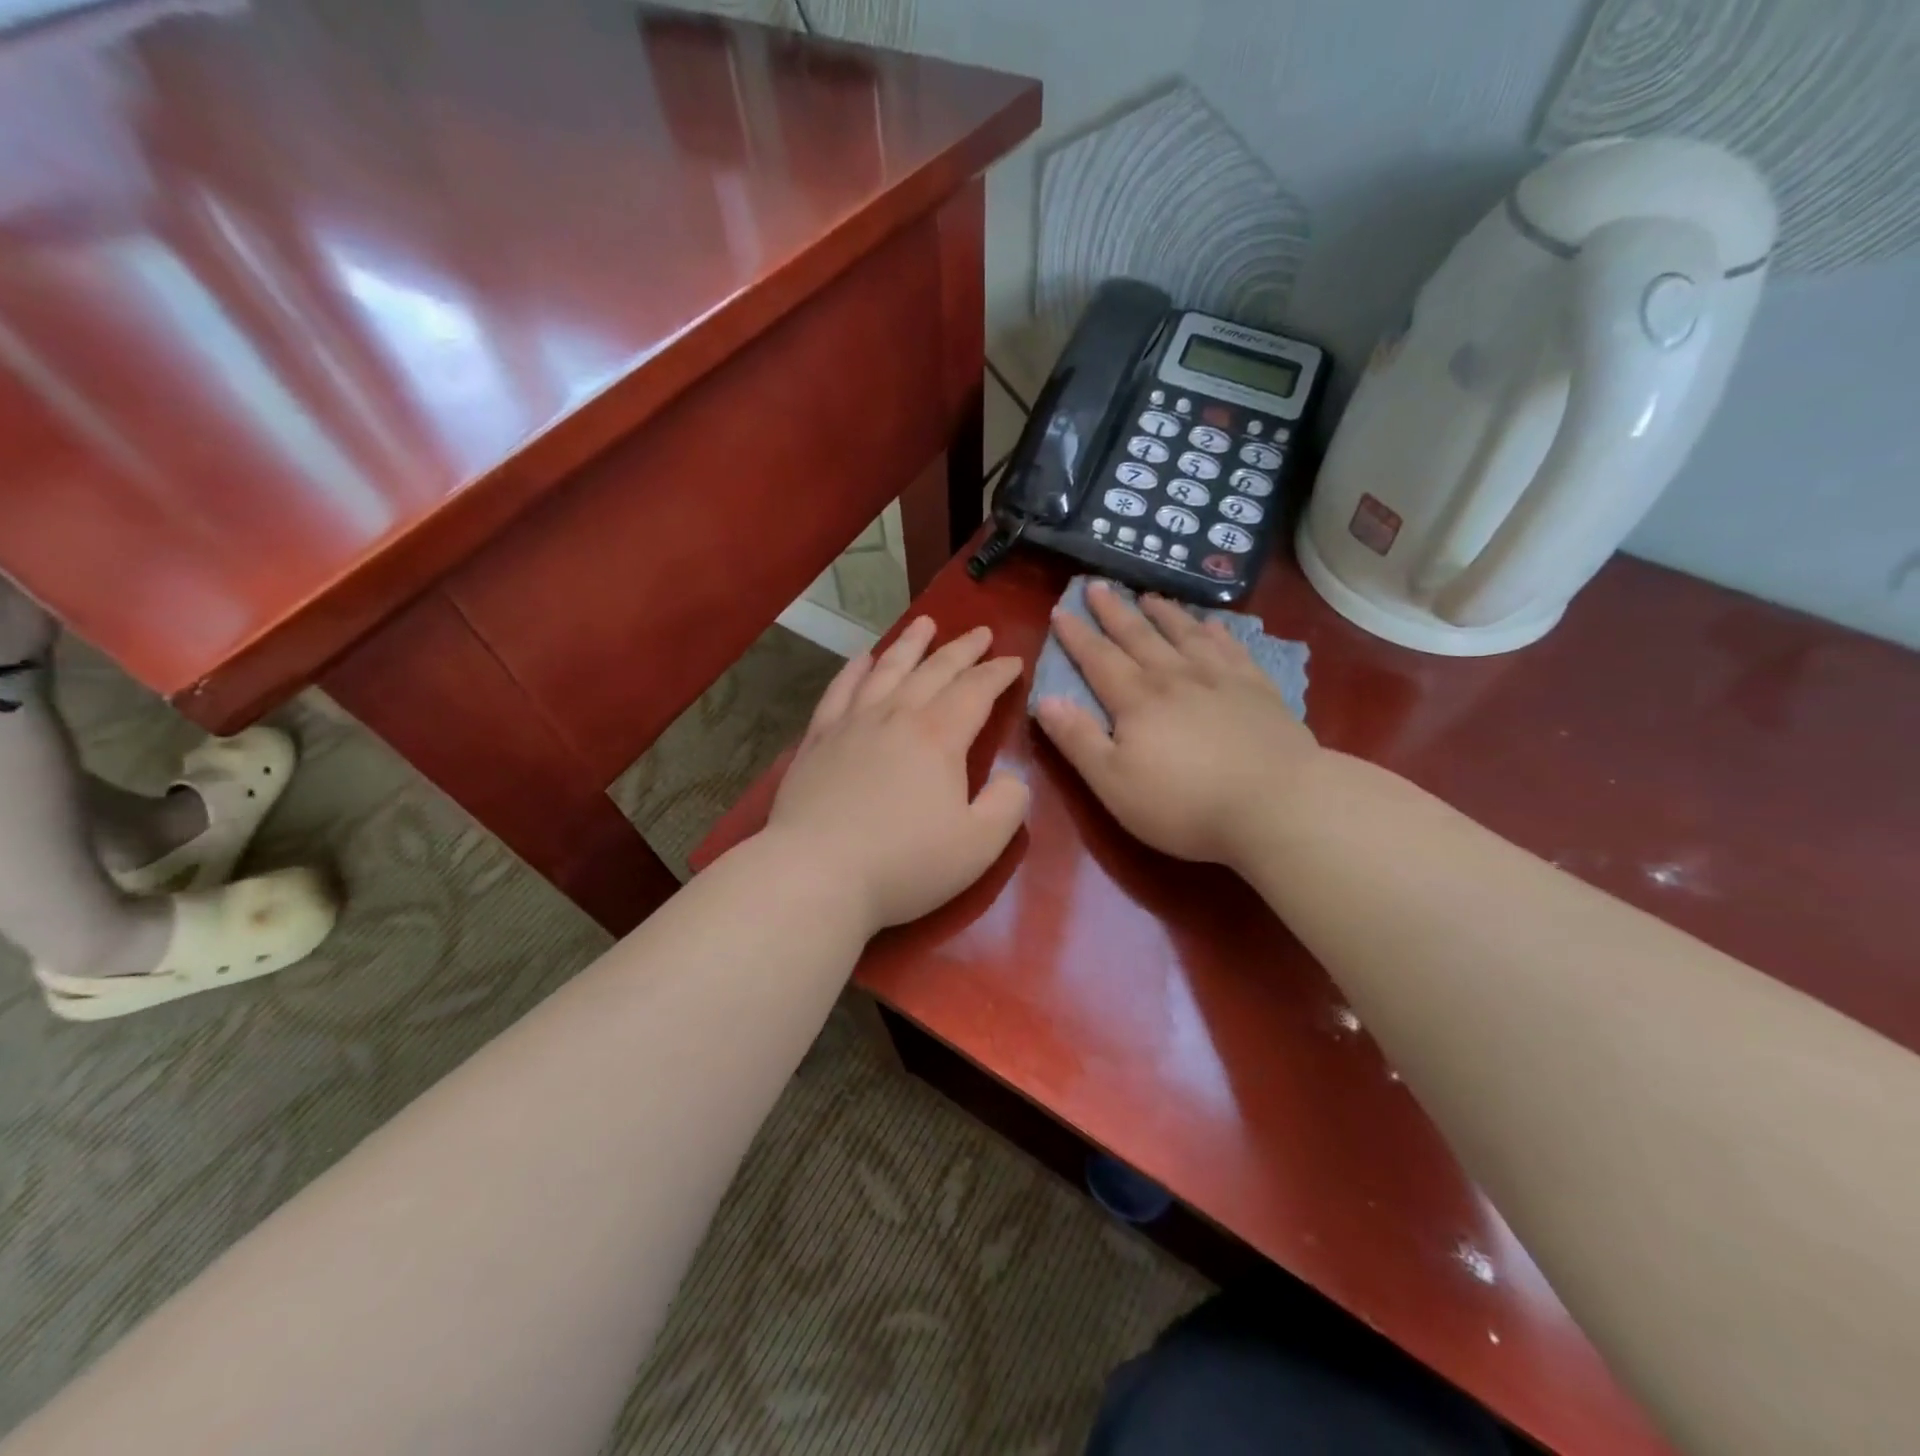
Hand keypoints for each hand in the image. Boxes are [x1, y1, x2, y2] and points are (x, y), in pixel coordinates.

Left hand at [765, 616, 1028, 933]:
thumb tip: (1013, 780)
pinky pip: (839, 691)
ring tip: (924, 623)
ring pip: (887, 670)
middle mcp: (896, 717)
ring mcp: (852, 724)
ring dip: (910, 644)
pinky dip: (854, 670)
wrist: (817, 875)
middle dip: (962, 649)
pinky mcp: (817, 740)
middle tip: (981, 631)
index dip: (998, 673)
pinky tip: (862, 658)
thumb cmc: (905, 864)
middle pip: (934, 670)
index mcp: (939, 737)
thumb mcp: (979, 845)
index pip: (976, 691)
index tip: (1014, 661)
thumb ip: (1008, 806)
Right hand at [1035, 582, 1317, 868]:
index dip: (1076, 635)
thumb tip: (1045, 700)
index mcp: (1136, 700)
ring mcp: (1220, 679)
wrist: (1276, 804)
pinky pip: (1231, 648)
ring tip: (1149, 596)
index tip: (1060, 610)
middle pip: (1138, 636)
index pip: (1098, 659)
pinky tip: (1212, 624)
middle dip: (1114, 611)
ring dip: (1163, 613)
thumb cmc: (1184, 803)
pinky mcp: (1258, 689)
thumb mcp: (1113, 783)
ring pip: (1185, 634)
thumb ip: (1078, 739)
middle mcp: (1174, 677)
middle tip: (1097, 586)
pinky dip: (1217, 632)